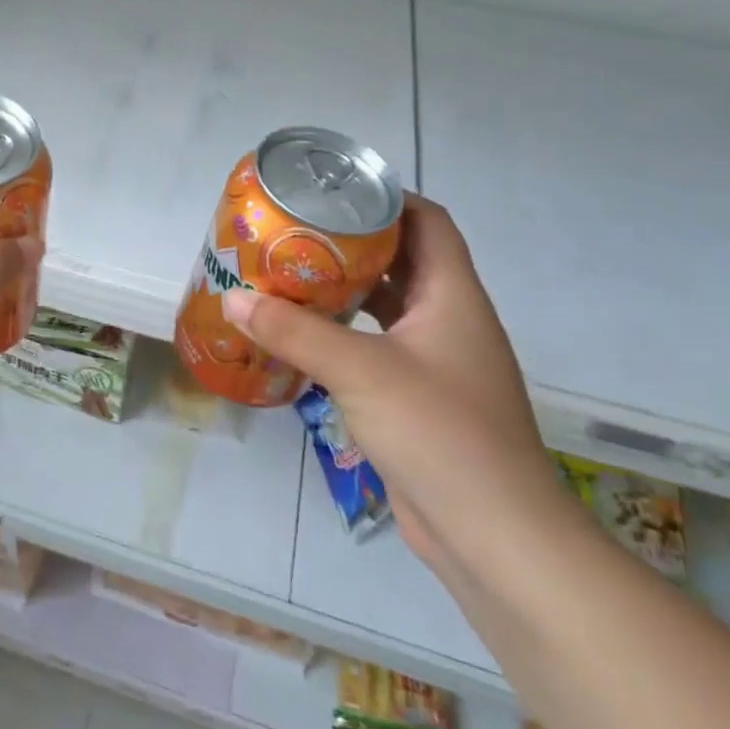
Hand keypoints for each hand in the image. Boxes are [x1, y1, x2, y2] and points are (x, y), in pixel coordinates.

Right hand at [218, 194, 571, 576]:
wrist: (496, 537)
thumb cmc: (440, 434)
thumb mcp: (361, 372)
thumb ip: (295, 331)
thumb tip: (233, 298)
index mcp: (453, 296)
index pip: (428, 222)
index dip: (387, 197)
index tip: (332, 190)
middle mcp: (449, 320)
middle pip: (403, 259)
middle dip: (352, 241)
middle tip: (295, 230)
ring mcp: (437, 362)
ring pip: (388, 305)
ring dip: (345, 288)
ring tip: (289, 274)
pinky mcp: (419, 398)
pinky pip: (377, 346)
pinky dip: (344, 333)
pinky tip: (303, 336)